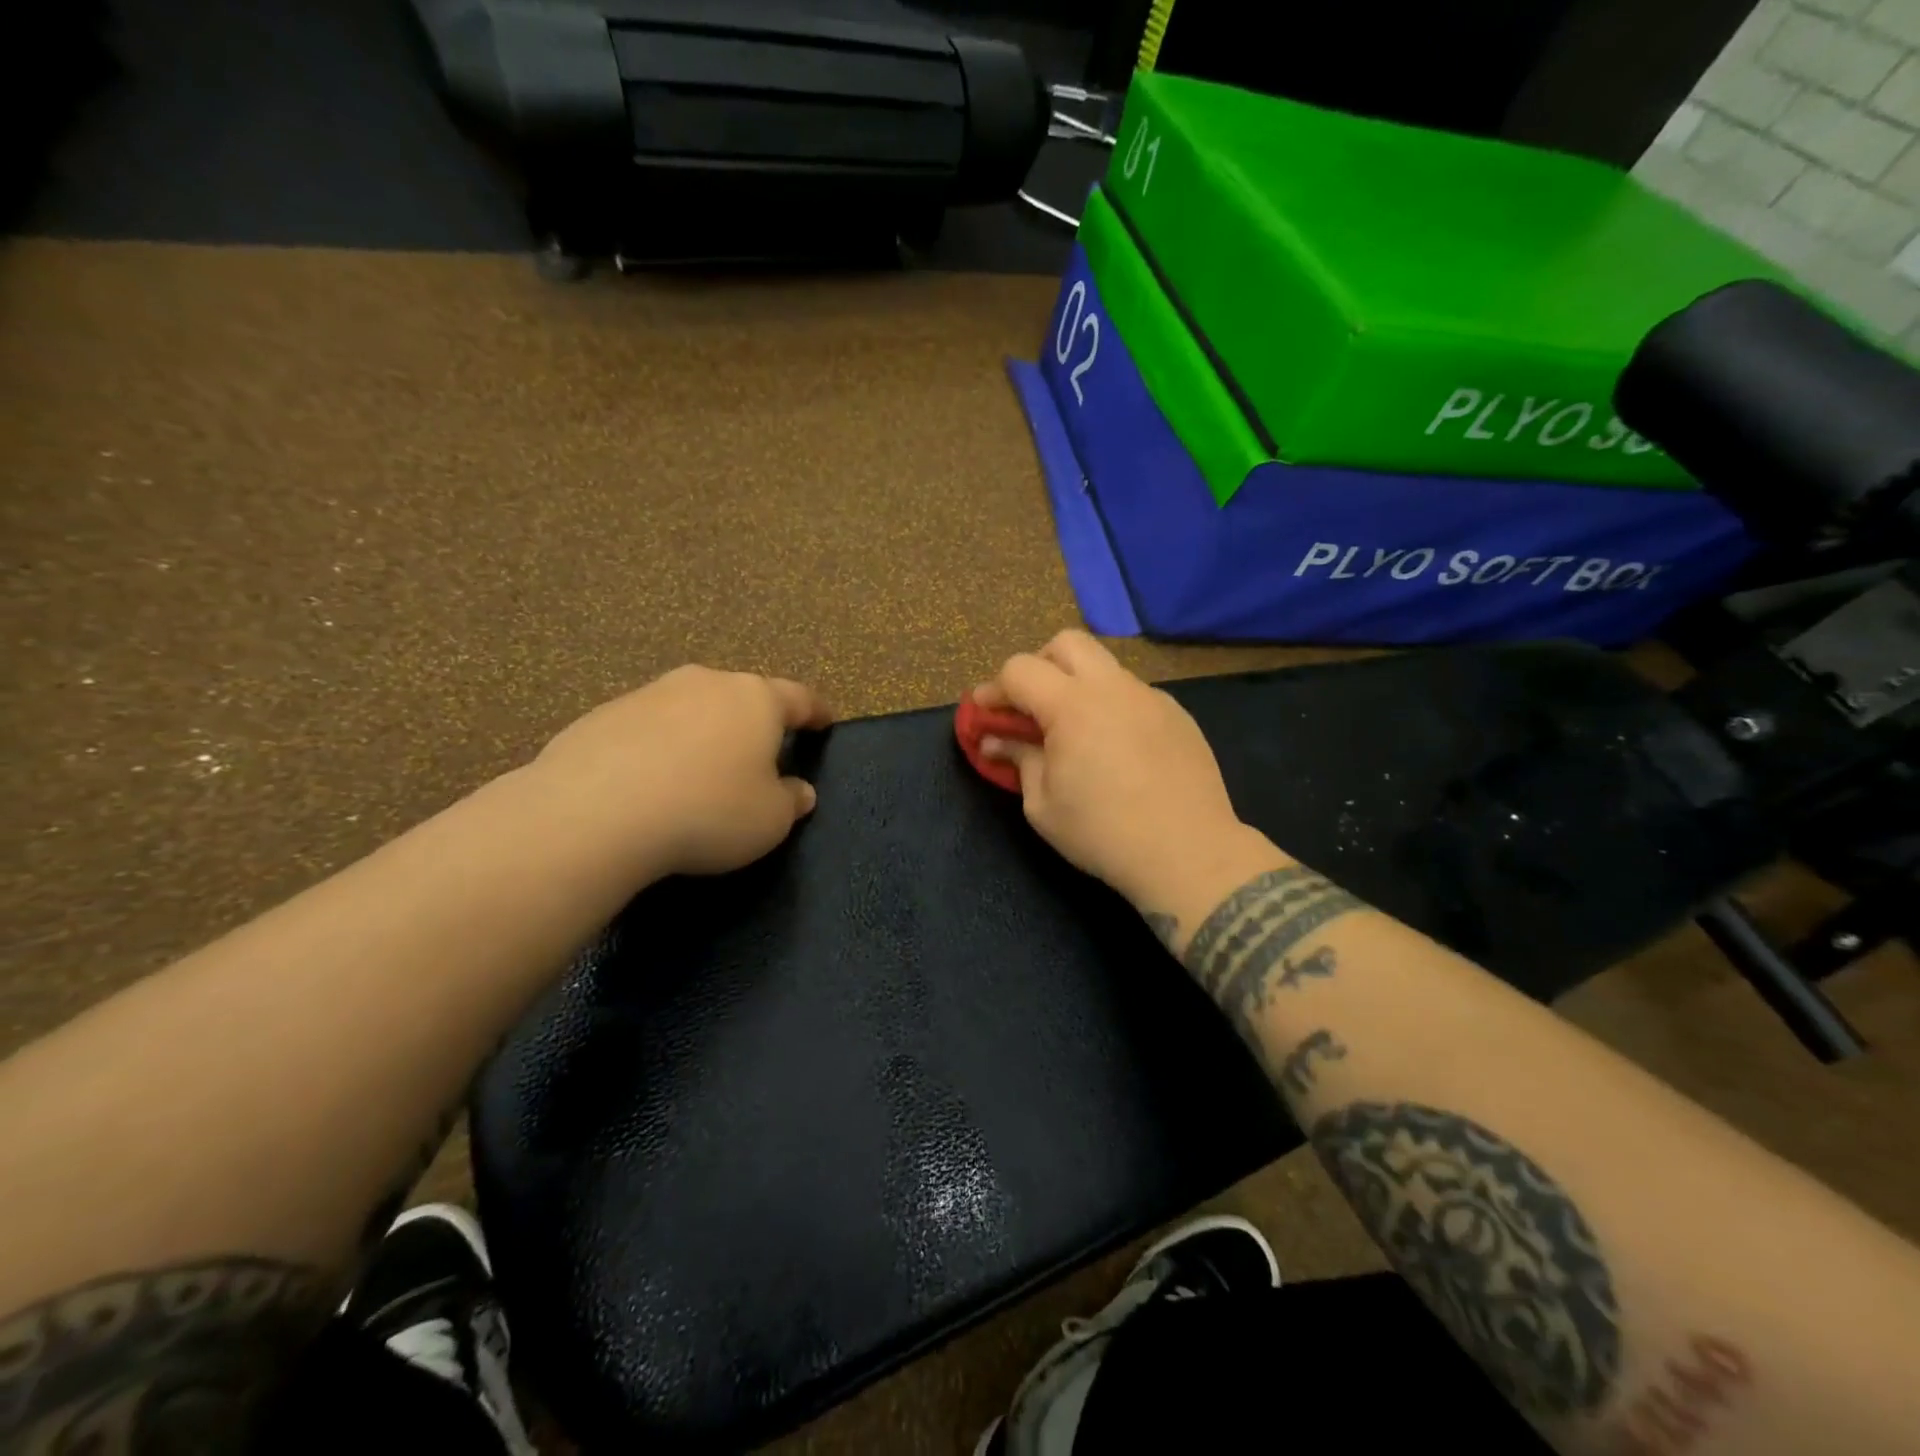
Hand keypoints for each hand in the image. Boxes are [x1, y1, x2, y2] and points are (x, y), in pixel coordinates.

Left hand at [533, 665, 832, 878]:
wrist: (596, 812)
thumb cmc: (708, 811)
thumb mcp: (769, 820)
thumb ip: (791, 801)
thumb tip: (799, 791)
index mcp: (755, 699)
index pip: (799, 698)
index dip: (816, 712)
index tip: (826, 721)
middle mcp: (706, 683)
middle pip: (741, 697)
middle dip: (754, 722)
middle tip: (759, 754)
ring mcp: (651, 694)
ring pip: (691, 709)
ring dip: (703, 734)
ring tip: (699, 773)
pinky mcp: (603, 714)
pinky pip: (648, 729)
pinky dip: (658, 749)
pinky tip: (650, 784)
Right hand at [976, 631, 1262, 908]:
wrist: (1188, 853)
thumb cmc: (1102, 833)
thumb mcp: (1042, 805)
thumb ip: (1018, 760)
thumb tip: (996, 741)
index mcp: (1072, 704)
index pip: (1020, 669)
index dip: (994, 689)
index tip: (985, 715)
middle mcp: (1113, 687)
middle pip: (1066, 643)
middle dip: (1039, 666)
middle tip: (1030, 707)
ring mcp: (1151, 697)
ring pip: (1105, 667)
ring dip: (1078, 685)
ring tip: (1075, 731)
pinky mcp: (1178, 715)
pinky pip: (1134, 694)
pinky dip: (1112, 707)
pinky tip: (1116, 748)